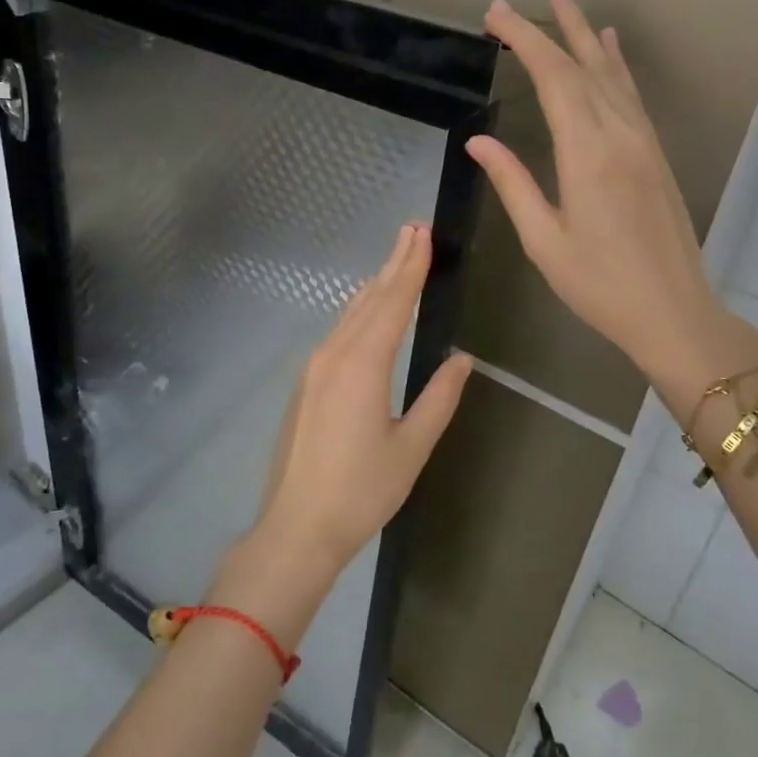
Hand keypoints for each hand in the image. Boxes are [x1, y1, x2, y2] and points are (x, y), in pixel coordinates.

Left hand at [253, 224, 474, 575]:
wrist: (297, 527)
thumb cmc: (362, 491)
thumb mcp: (412, 447)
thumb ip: (439, 398)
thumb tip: (460, 359)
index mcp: (363, 365)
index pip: (393, 303)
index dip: (411, 267)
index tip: (422, 234)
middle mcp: (334, 355)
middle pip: (369, 299)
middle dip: (393, 264)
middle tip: (412, 230)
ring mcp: (314, 368)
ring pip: (350, 314)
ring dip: (375, 286)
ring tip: (396, 260)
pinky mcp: (305, 384)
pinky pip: (337, 333)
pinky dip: (359, 312)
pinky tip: (367, 310)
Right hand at [467, 0, 757, 394]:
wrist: (673, 311)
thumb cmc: (599, 285)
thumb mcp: (543, 240)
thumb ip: (512, 183)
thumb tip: (479, 140)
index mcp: (587, 154)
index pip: (553, 78)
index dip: (523, 40)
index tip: (495, 14)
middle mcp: (619, 134)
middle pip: (581, 66)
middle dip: (547, 30)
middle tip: (513, 3)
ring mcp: (643, 141)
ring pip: (611, 74)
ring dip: (585, 36)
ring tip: (565, 2)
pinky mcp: (655, 153)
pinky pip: (631, 95)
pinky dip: (616, 65)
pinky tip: (610, 48)